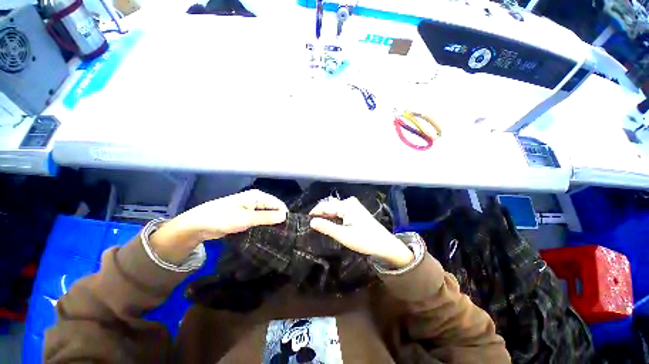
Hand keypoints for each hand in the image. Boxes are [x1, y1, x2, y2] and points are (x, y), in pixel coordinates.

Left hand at [150, 190, 287, 263]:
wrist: (198, 225)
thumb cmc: (223, 218)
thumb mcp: (246, 219)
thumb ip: (267, 217)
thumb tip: (285, 216)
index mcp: (258, 196)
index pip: (278, 203)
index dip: (283, 214)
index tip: (288, 228)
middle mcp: (256, 200)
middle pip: (273, 209)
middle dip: (278, 219)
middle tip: (282, 234)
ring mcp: (251, 208)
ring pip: (266, 215)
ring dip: (271, 224)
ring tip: (277, 235)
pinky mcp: (246, 216)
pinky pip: (259, 220)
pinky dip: (263, 226)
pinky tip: (266, 234)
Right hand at [309, 197, 413, 267]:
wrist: (385, 245)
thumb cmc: (364, 240)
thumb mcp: (343, 235)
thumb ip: (326, 227)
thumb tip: (311, 222)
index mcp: (346, 205)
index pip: (325, 206)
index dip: (314, 213)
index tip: (305, 221)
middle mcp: (349, 202)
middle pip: (330, 206)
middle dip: (321, 215)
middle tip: (311, 226)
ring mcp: (353, 206)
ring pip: (335, 209)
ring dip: (327, 217)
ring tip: (318, 226)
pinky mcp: (356, 211)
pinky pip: (340, 212)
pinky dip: (334, 218)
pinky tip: (330, 224)